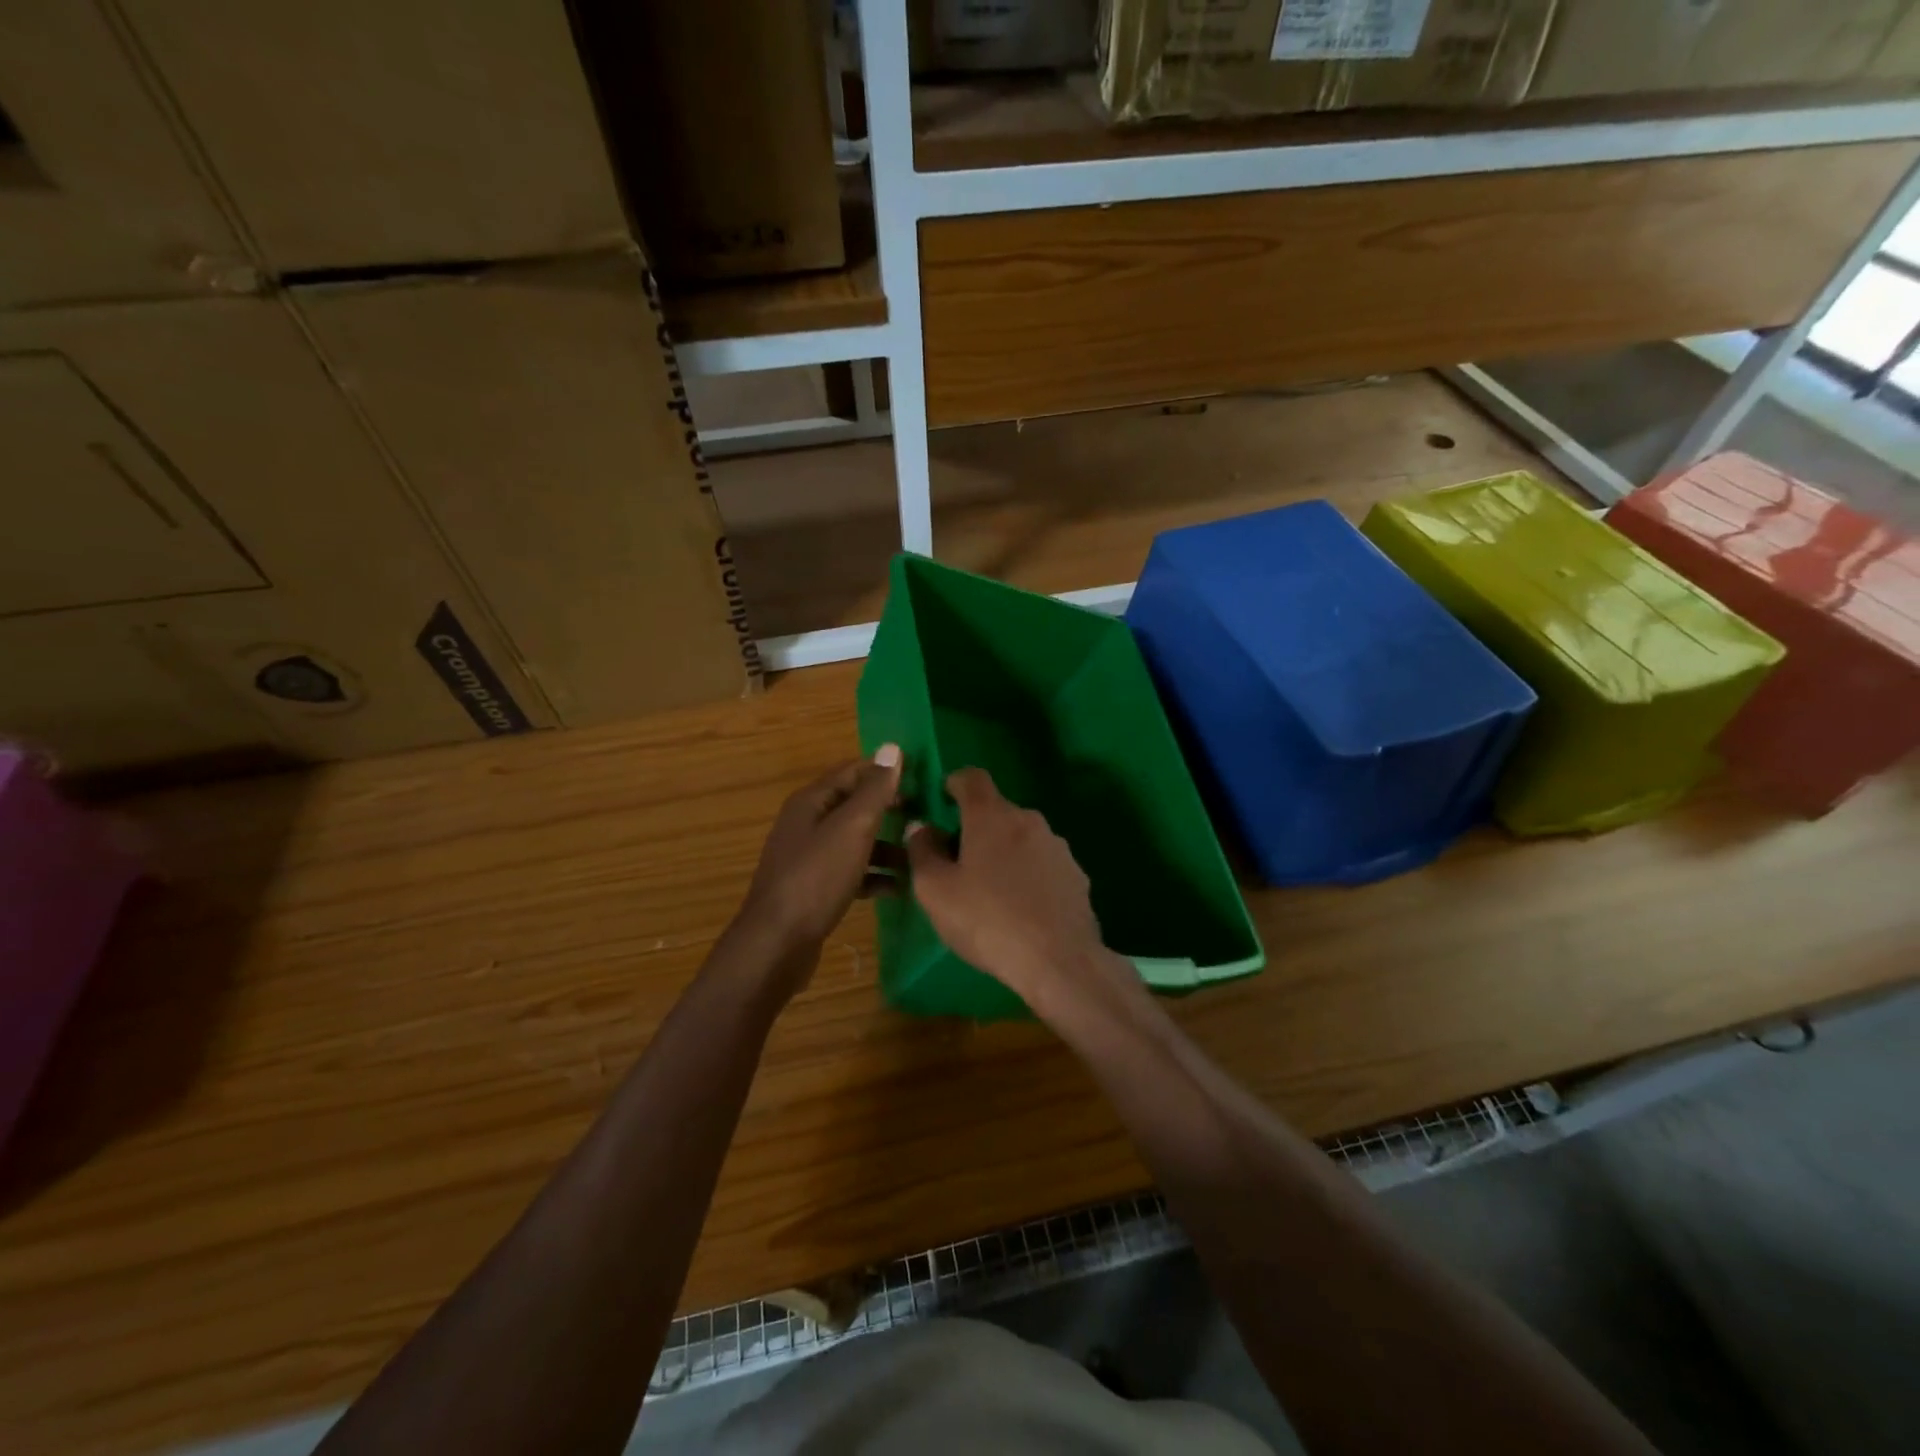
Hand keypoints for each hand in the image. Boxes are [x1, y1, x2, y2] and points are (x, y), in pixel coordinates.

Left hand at [731, 746, 903, 990]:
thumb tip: (893, 748)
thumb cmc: (816, 878)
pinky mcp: (815, 888)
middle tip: (928, 817)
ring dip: (886, 846)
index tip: (923, 779)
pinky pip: (851, 872)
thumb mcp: (852, 828)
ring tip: (920, 856)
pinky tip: (899, 888)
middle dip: (890, 809)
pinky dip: (874, 876)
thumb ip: (874, 790)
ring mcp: (810, 858)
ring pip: (855, 841)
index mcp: (811, 801)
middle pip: (855, 806)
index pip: (853, 771)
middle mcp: (807, 824)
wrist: (777, 944)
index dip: (886, 771)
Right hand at [904, 767, 1141, 1023]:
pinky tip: (1022, 910)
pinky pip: (1043, 865)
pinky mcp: (1076, 875)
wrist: (1059, 961)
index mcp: (992, 816)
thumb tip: (921, 828)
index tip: (942, 803)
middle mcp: (1029, 820)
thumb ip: (922, 852)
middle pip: (996, 811)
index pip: (972, 777)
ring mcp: (1057, 847)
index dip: (954, 784)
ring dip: (1004, 854)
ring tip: (991, 894)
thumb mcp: (935, 891)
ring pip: (1021, 839)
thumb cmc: (987, 921)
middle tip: (958, 864)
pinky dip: (1028, 876)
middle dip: (975, 829)